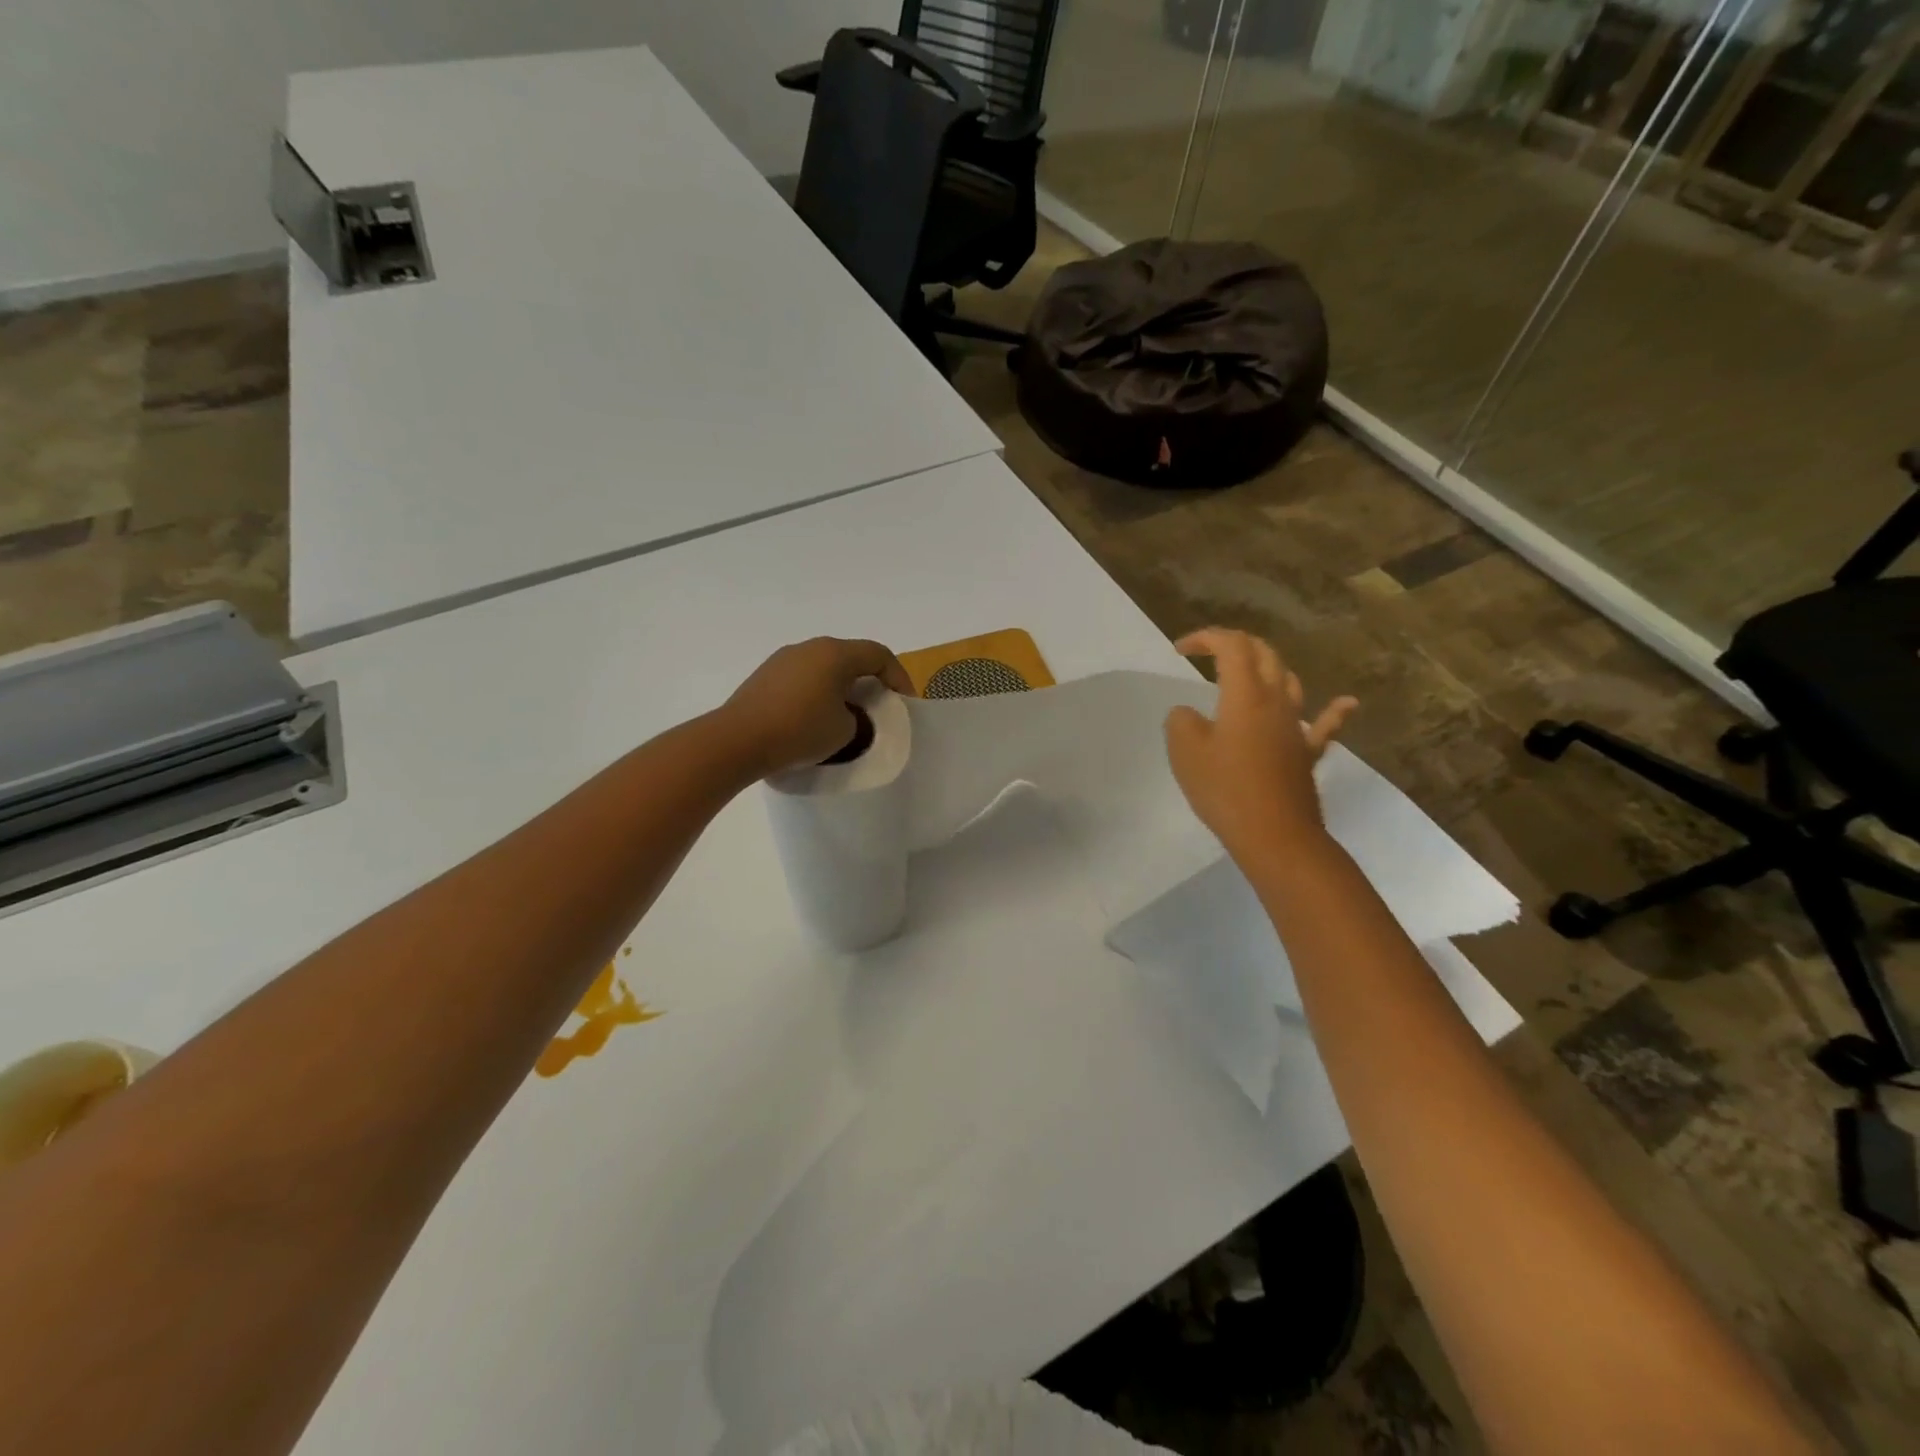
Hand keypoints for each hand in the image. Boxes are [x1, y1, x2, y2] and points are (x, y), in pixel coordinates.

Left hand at [716, 637, 913, 777]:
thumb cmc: (800, 731)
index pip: (879, 655)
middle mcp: (809, 647)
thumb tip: (846, 714)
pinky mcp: (764, 677)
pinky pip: (803, 679)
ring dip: (842, 688)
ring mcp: (783, 660)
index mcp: (835, 653)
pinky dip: (818, 693)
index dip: (899, 677)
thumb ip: (858, 718)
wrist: (737, 740)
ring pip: (825, 668)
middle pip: (851, 657)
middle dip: (870, 681)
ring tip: (848, 716)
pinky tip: (815, 719)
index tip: (906, 703)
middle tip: (880, 707)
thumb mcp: (846, 731)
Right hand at [1165, 627, 1356, 862]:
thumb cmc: (1225, 788)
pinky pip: (1324, 726)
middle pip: (1264, 655)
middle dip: (1236, 645)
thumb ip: (1181, 721)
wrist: (1274, 835)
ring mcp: (1296, 727)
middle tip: (1209, 653)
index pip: (1231, 646)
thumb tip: (1189, 713)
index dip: (1206, 637)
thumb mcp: (1185, 751)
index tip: (1180, 650)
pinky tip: (1346, 702)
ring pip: (1289, 682)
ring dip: (1268, 668)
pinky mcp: (1306, 754)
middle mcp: (1276, 701)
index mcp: (1245, 694)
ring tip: (1249, 672)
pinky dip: (1333, 711)